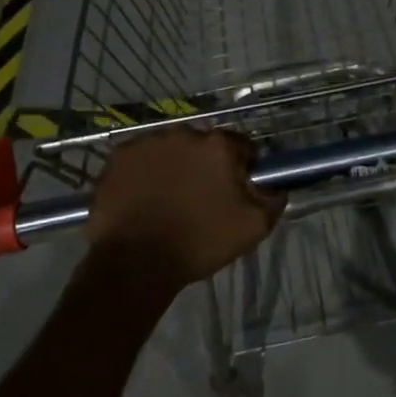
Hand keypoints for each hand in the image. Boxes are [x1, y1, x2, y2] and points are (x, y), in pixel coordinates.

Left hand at [85, 127, 285, 286]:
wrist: (137, 263)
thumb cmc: (200, 242)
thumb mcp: (254, 226)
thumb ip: (273, 197)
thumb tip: (276, 183)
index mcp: (218, 145)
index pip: (241, 147)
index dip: (243, 168)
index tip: (236, 191)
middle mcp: (183, 133)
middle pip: (203, 146)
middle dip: (206, 166)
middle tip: (201, 198)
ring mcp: (146, 142)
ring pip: (170, 150)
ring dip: (174, 166)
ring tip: (169, 200)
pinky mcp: (118, 157)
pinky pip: (141, 160)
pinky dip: (144, 173)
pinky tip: (144, 199)